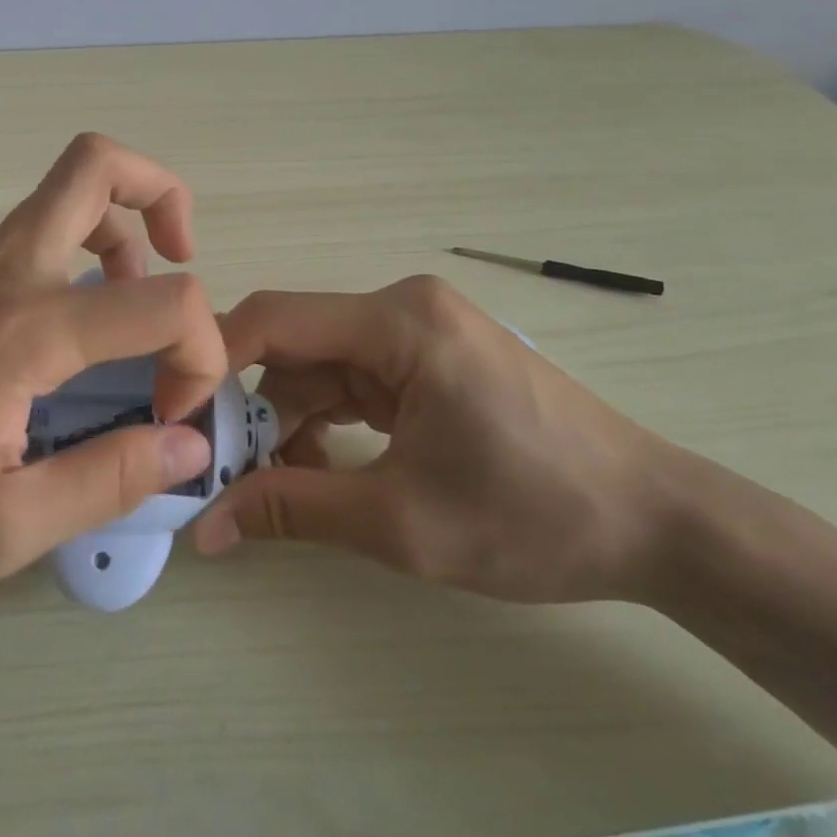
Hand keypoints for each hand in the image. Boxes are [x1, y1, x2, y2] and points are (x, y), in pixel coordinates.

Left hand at [0, 134, 223, 607]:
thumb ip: (107, 481)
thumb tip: (187, 448)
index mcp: (26, 332)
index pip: (164, 301)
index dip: (202, 353)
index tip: (174, 418)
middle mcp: (4, 275)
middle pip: (99, 165)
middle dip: (164, 195)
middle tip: (181, 261)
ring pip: (64, 191)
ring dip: (121, 227)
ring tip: (129, 306)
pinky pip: (32, 236)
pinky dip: (78, 253)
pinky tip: (67, 337)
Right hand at [188, 277, 689, 602]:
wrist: (660, 525)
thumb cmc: (535, 514)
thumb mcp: (401, 521)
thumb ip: (293, 509)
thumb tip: (205, 528)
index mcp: (397, 321)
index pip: (274, 319)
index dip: (214, 363)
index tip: (176, 419)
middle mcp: (401, 308)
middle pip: (294, 345)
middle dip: (251, 407)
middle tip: (216, 471)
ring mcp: (417, 331)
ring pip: (319, 366)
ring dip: (288, 422)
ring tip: (271, 488)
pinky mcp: (428, 358)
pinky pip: (352, 380)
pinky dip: (326, 422)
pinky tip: (320, 471)